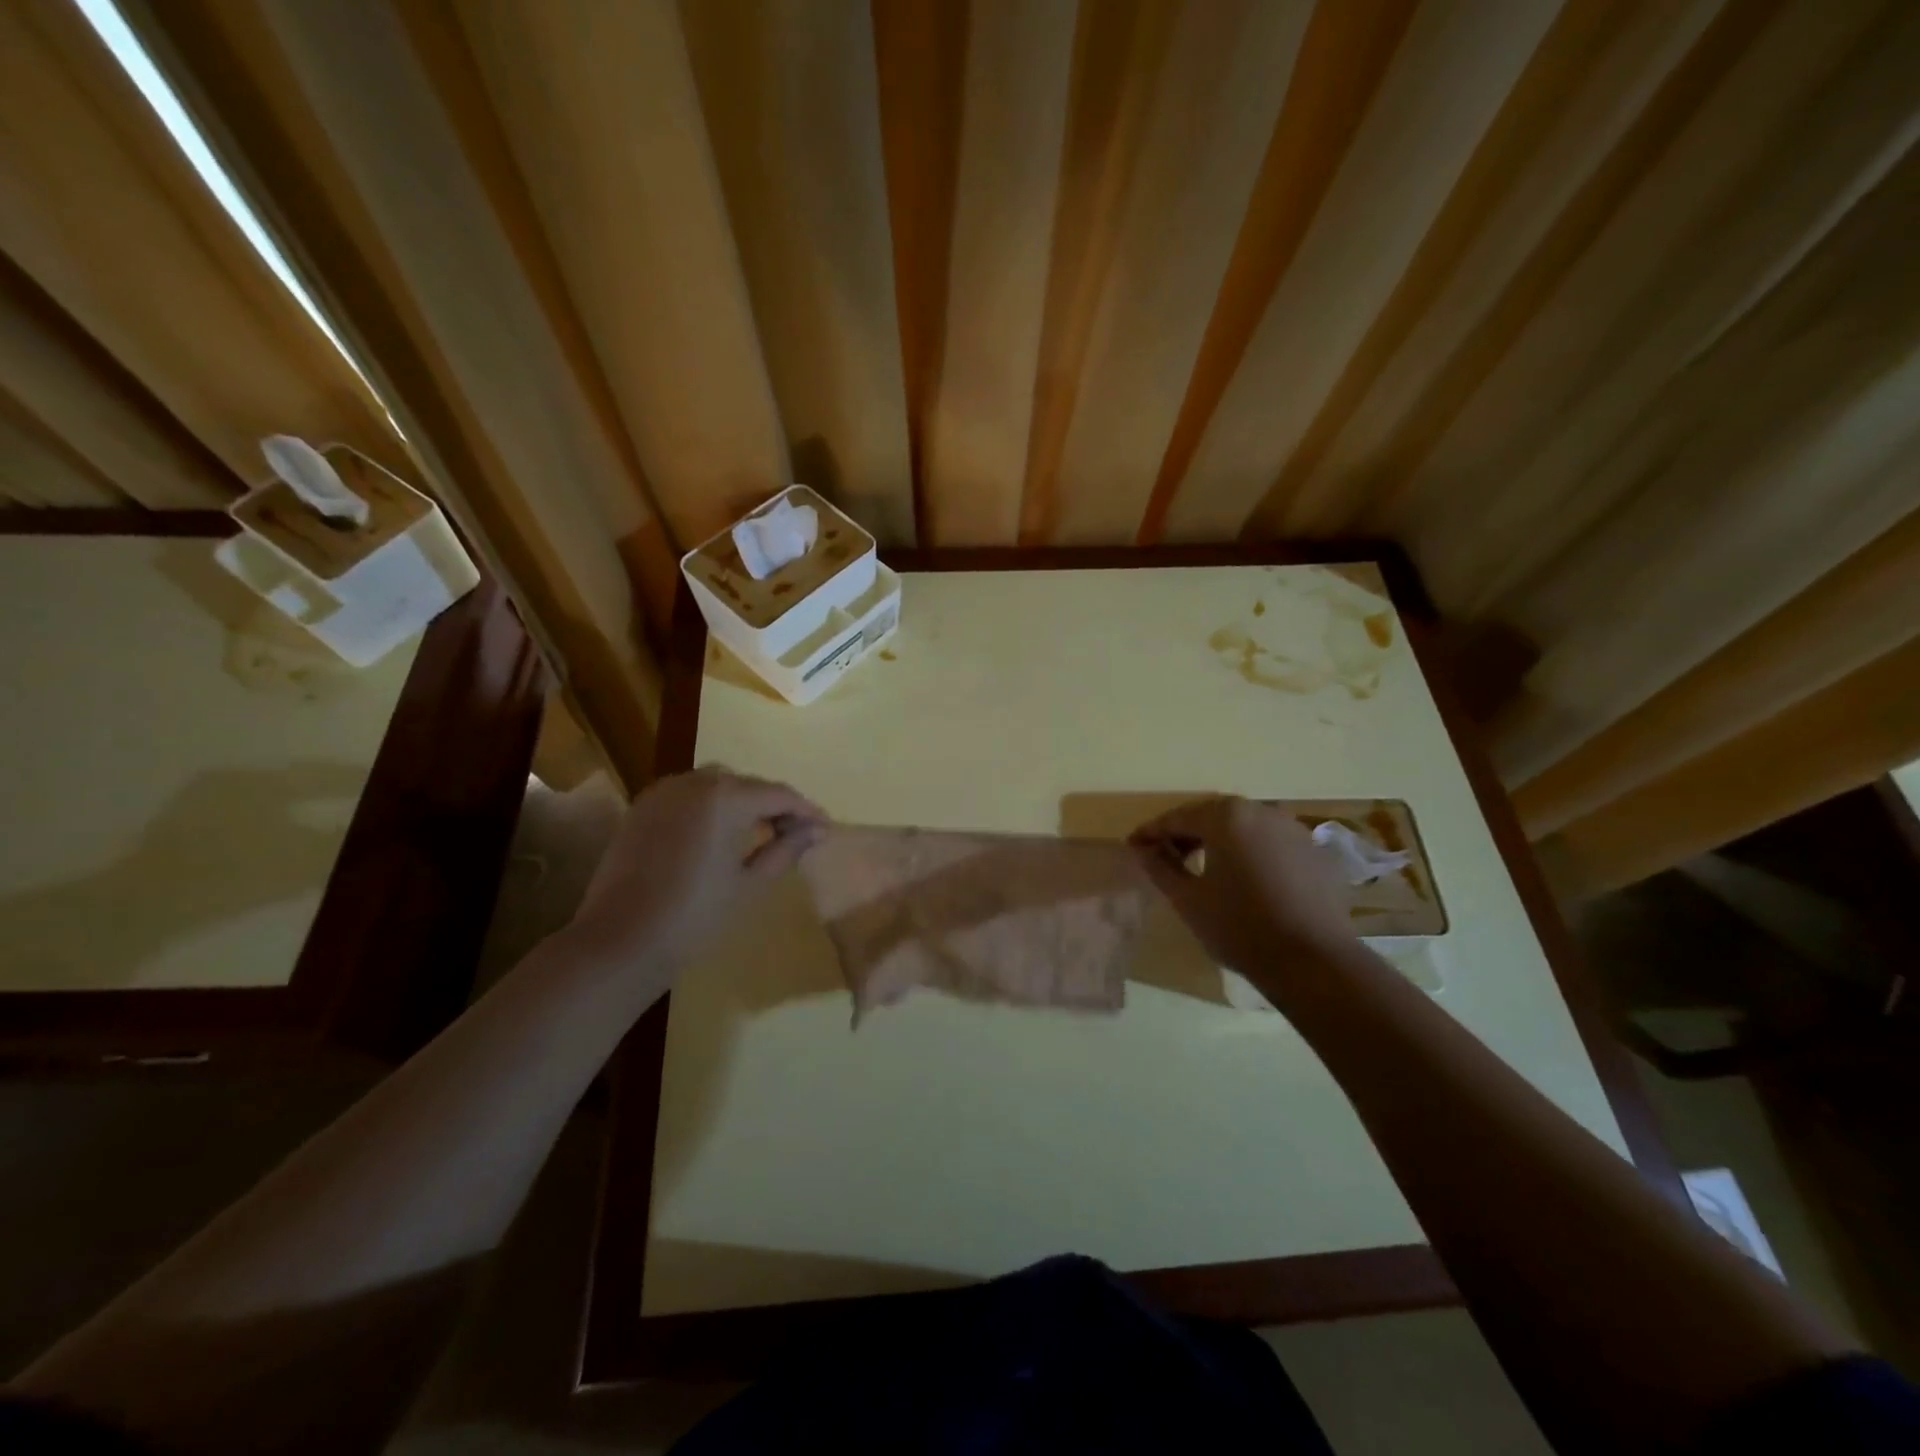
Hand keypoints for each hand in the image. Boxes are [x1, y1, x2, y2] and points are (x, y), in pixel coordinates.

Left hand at [567, 767, 826, 969]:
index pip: (778, 794)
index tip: (825, 829)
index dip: (806, 811)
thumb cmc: (695, 915)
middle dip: (774, 805)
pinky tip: (718, 833)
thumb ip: (786, 849)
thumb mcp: (749, 883)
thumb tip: (817, 830)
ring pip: (716, 784)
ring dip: (741, 801)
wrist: (620, 941)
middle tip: (795, 835)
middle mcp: (695, 782)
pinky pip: (688, 794)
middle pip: (747, 784)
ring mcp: (663, 792)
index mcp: (726, 797)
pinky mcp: (642, 808)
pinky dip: (710, 806)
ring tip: (758, 832)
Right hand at [1129, 797, 1358, 985]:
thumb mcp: (1187, 899)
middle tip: (1163, 856)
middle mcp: (1260, 810)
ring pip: (1242, 827)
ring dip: (1217, 841)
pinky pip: (1268, 842)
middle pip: (1211, 816)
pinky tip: (1240, 878)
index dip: (1151, 833)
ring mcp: (1292, 828)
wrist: (1314, 961)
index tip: (1133, 847)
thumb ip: (1159, 867)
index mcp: (1225, 816)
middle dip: (1185, 834)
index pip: (1177, 818)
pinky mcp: (1313, 851)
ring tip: (1200, 867)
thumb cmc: (1239, 927)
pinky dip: (1248, 852)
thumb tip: (1141, 848)